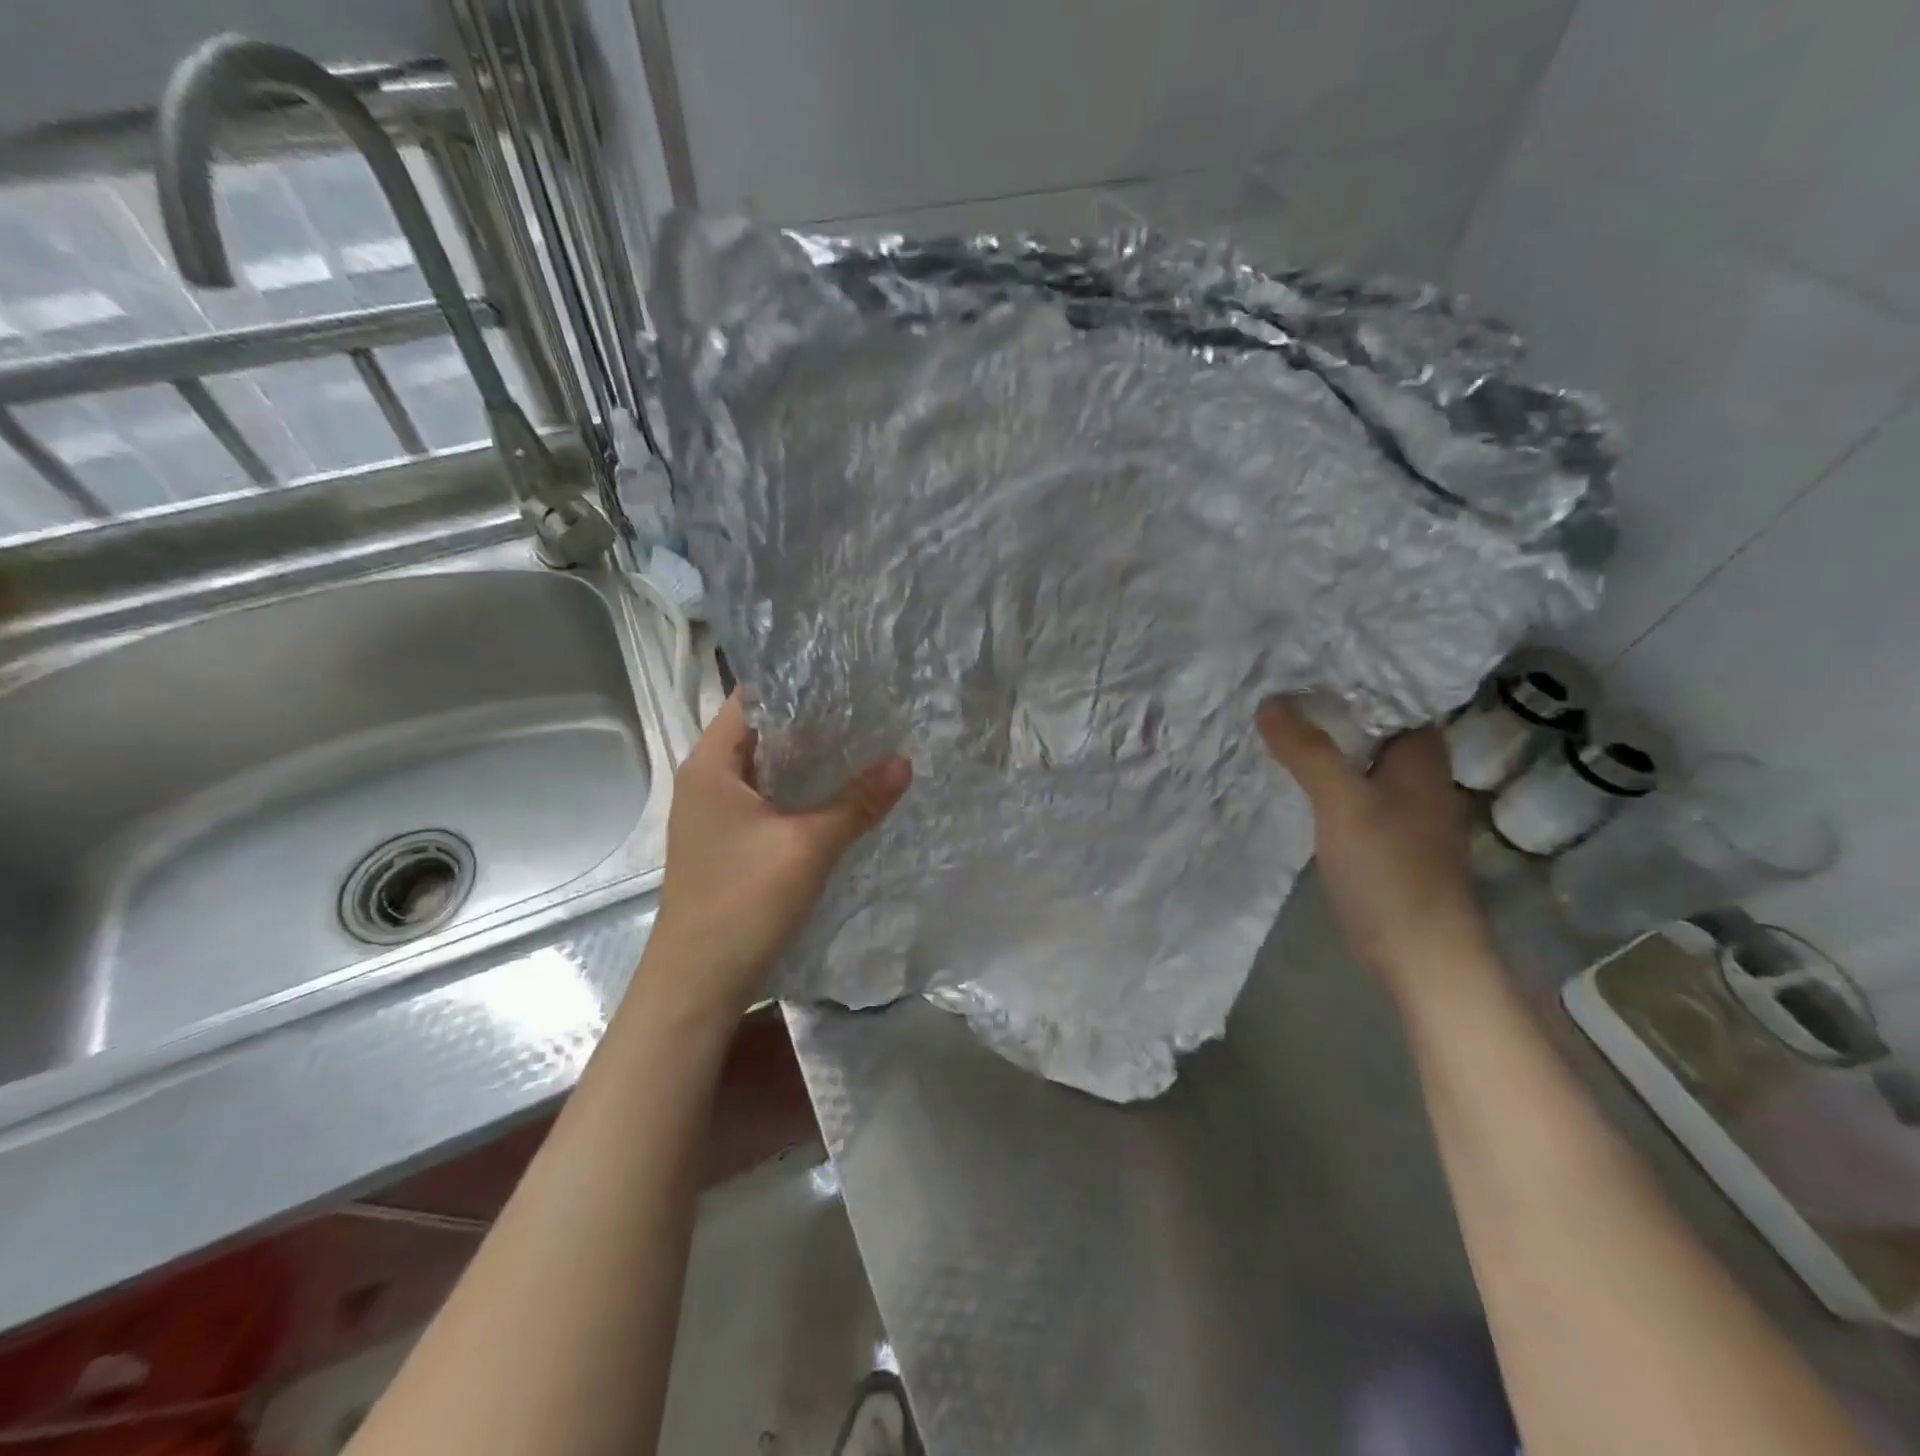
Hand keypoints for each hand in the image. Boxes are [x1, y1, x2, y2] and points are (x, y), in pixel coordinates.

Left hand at [649, 693, 911, 1017]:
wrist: (698, 982)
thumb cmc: (744, 901)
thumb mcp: (809, 846)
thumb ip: (857, 801)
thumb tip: (904, 763)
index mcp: (711, 764)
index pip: (752, 698)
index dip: (797, 681)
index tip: (846, 672)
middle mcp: (706, 780)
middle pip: (761, 731)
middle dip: (812, 719)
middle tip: (867, 705)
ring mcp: (714, 814)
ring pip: (766, 769)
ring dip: (807, 758)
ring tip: (862, 740)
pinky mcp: (727, 842)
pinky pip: (766, 799)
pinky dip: (798, 790)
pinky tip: (837, 793)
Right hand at [1257, 698, 1491, 993]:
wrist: (1419, 953)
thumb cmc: (1390, 869)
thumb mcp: (1343, 802)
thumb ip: (1308, 751)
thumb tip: (1269, 701)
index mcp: (1420, 754)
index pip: (1390, 693)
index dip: (1350, 673)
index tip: (1303, 655)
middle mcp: (1415, 772)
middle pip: (1369, 723)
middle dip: (1326, 704)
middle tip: (1274, 679)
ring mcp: (1399, 804)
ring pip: (1356, 756)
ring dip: (1321, 740)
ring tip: (1272, 715)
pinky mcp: (1381, 833)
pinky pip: (1347, 786)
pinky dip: (1321, 774)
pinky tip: (1288, 770)